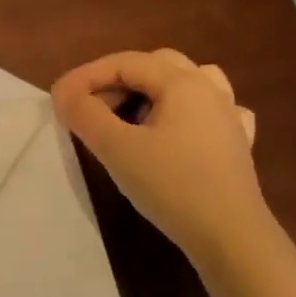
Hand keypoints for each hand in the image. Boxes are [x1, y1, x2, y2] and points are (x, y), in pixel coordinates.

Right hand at [51, 49, 266, 258]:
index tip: (58, 99)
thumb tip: (63, 93)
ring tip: (134, 115)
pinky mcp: (237, 144)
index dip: (86, 75)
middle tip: (91, 110)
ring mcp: (229, 116)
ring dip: (154, 91)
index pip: (125, 62)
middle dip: (118, 80)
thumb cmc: (170, 185)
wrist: (229, 234)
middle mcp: (210, 89)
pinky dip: (187, 113)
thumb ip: (85, 114)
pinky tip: (180, 131)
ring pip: (189, 82)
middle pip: (156, 66)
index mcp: (182, 82)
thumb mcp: (116, 148)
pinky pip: (211, 111)